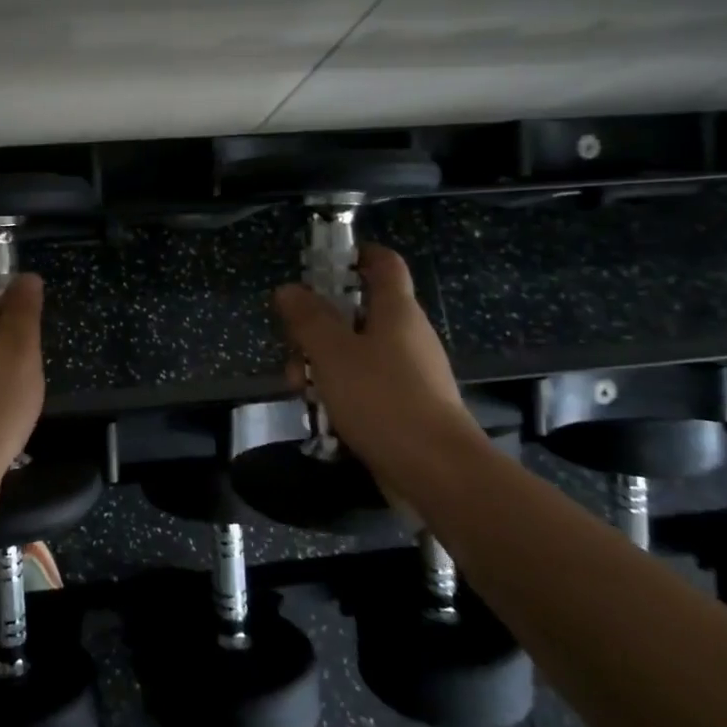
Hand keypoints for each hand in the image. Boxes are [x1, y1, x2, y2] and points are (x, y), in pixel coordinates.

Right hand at [272, 245, 480, 487]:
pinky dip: (341, 392)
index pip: (383, 262)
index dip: (355, 254)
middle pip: (357, 311)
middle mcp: (407, 335)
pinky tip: (322, 415)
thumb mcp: (332, 353)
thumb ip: (308, 318)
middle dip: (318, 326)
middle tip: (293, 347)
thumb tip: (289, 289)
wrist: (437, 472)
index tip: (320, 263)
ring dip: (323, 364)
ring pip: (356, 352)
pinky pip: (366, 385)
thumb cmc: (382, 399)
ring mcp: (409, 372)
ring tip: (301, 389)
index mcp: (396, 310)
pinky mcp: (406, 406)